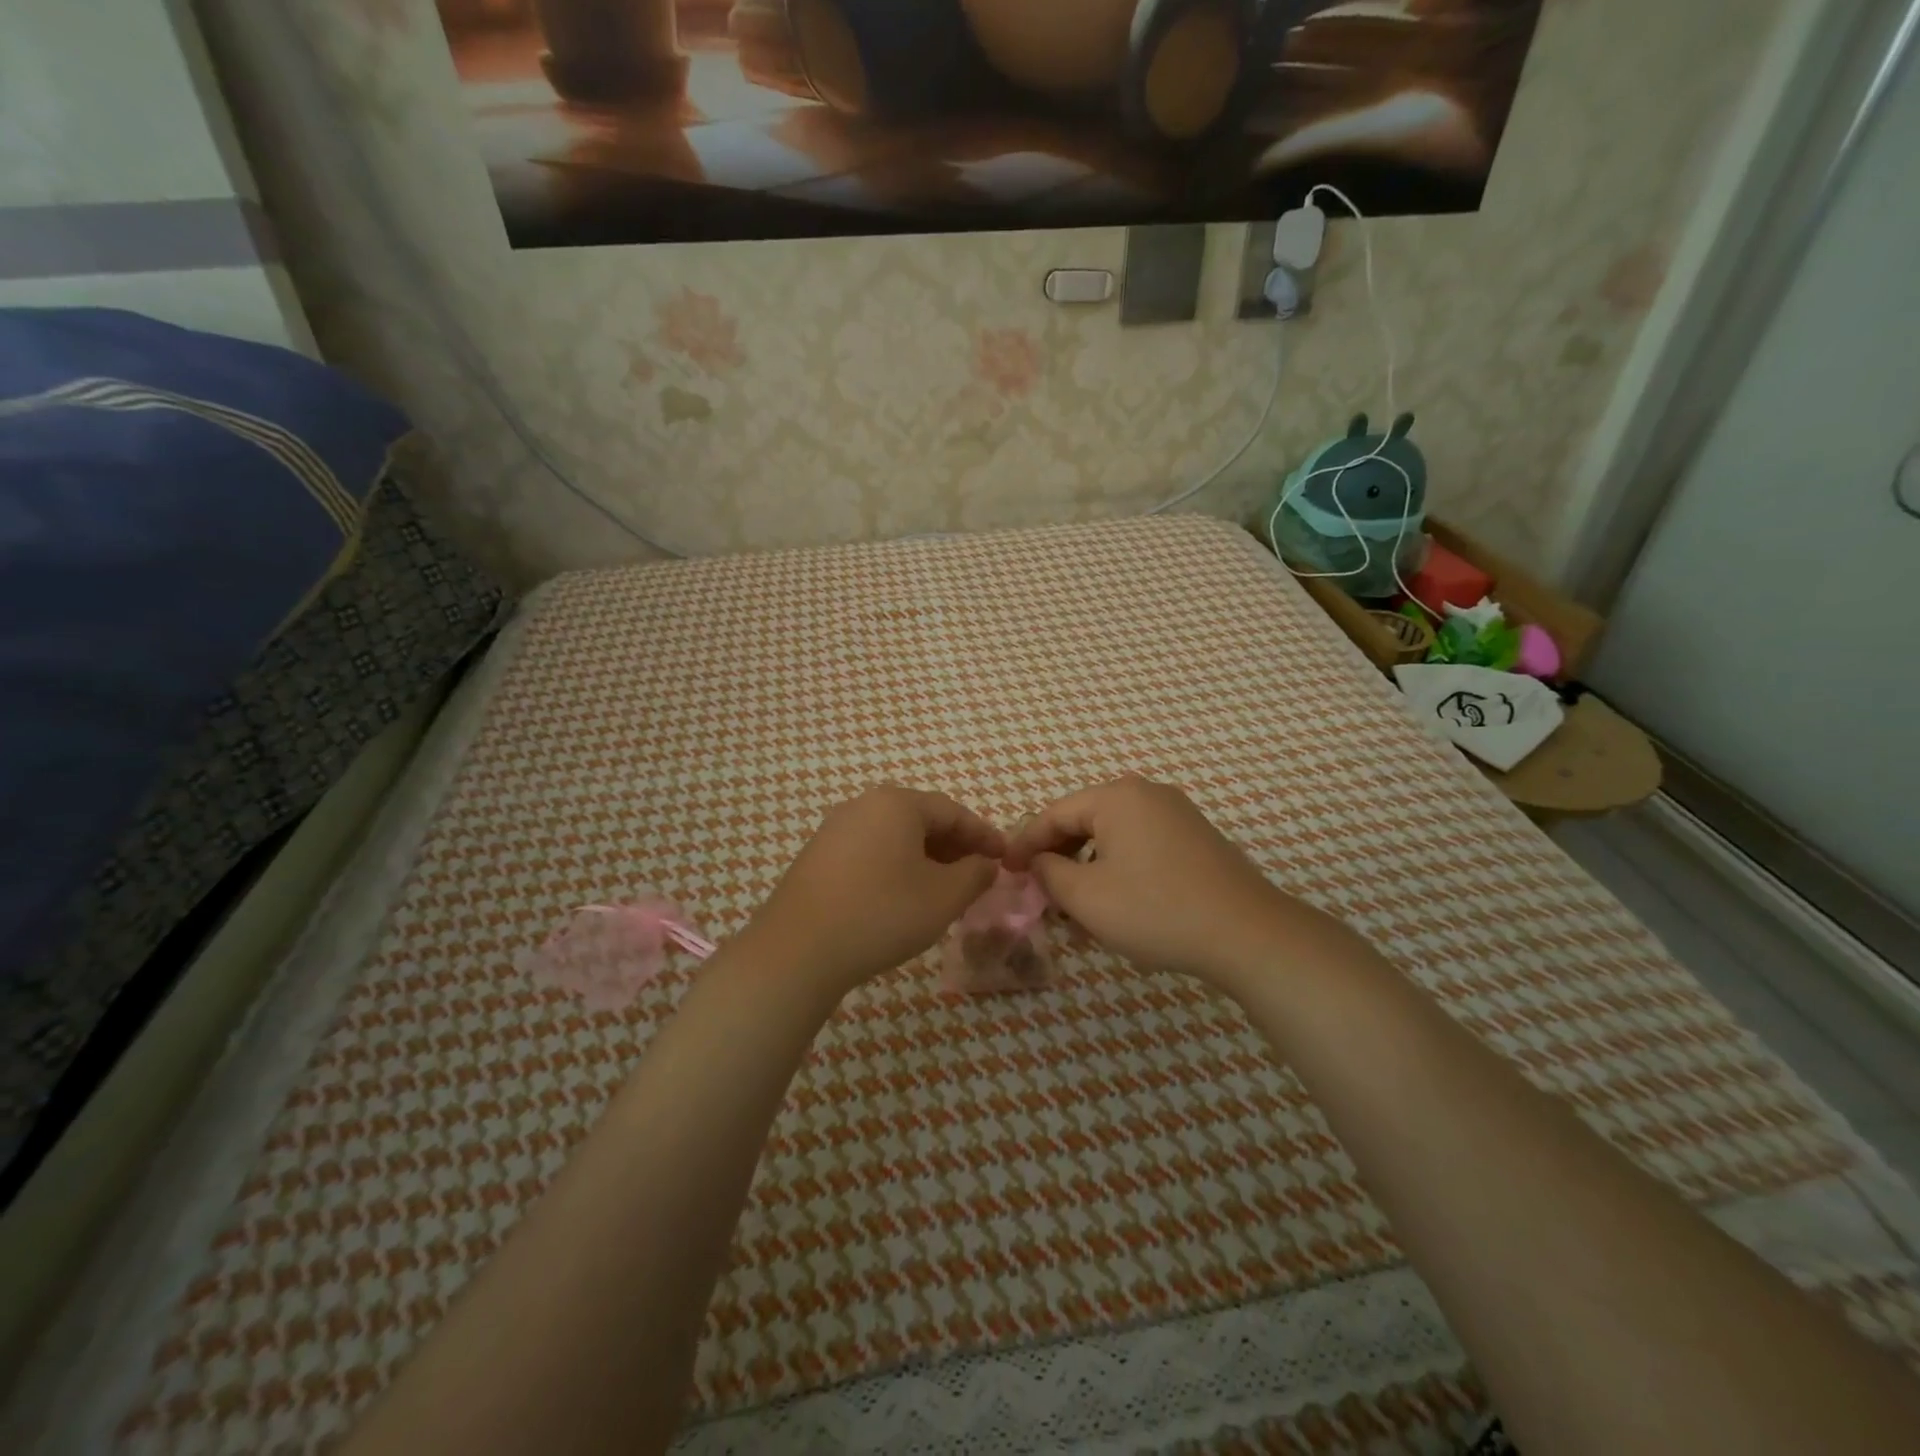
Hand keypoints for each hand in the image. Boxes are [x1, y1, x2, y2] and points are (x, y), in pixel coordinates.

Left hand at [749, 786, 1005, 994]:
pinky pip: (871, 851)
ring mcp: (835, 829)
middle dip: (955, 847)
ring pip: (895, 837)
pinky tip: (903, 897)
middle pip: (922, 820)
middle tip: (978, 876)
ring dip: (926, 859)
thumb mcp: (944, 897)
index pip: (953, 812)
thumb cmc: (882, 914)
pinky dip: (897, 867)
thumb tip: (986, 864)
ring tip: (945, 890)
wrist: (798, 949)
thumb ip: (975, 875)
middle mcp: (864, 805)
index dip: (984, 835)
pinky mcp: (818, 856)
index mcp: (897, 803)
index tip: (1005, 858)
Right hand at [1004, 775, 1310, 988]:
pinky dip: (1119, 869)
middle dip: (1059, 857)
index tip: (1006, 872)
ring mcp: (1178, 814)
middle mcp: (1147, 794)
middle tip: (1041, 892)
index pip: (1054, 814)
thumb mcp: (1086, 896)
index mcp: (1117, 797)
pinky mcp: (1197, 839)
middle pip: (1085, 821)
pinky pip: (1142, 846)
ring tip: (1077, 907)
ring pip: (1114, 837)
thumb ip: (1049, 872)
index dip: (1025, 844)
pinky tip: (1118, 903)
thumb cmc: (1155, 909)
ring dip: (1088, 867)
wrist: (1247, 934)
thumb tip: (1038, 862)